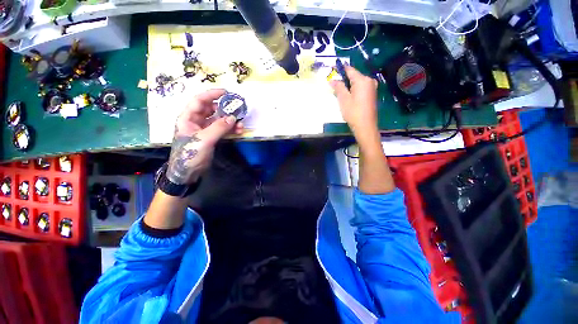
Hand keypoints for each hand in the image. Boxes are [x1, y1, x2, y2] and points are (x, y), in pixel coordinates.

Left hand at [166, 89, 242, 184]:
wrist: (188, 173)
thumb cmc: (190, 154)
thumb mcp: (204, 139)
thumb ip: (219, 127)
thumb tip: (233, 118)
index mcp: (188, 118)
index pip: (199, 100)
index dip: (212, 94)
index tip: (226, 92)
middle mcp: (196, 121)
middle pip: (211, 109)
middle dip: (225, 109)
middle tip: (238, 109)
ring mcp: (205, 129)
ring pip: (219, 120)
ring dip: (230, 121)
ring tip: (241, 124)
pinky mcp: (212, 137)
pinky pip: (222, 129)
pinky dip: (230, 129)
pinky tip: (239, 131)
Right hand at [330, 66, 378, 136]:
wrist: (365, 126)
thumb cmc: (353, 112)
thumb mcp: (343, 99)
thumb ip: (338, 87)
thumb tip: (332, 80)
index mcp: (362, 80)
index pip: (349, 70)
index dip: (340, 69)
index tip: (332, 69)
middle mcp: (369, 80)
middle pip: (354, 76)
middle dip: (344, 79)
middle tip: (334, 85)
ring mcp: (372, 87)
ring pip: (357, 83)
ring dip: (348, 85)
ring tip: (340, 92)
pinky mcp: (372, 94)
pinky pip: (361, 88)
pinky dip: (353, 90)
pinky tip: (348, 97)